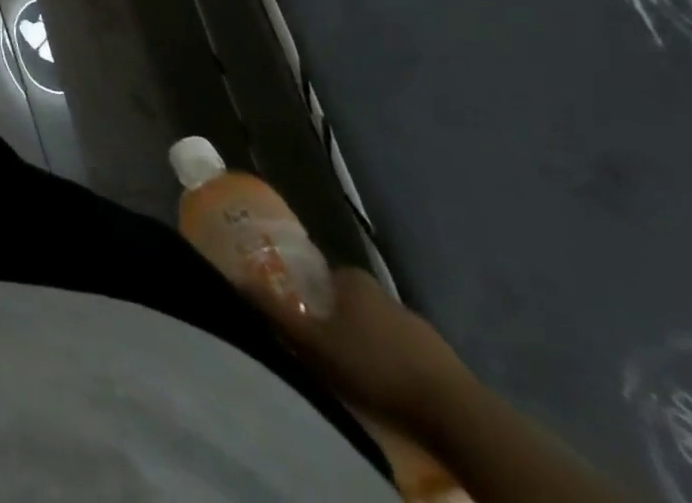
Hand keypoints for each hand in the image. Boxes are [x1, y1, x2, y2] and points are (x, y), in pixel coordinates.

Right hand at [257, 266, 473, 433]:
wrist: (458, 417)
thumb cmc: (374, 368)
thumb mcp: (313, 342)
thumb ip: (273, 310)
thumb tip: (233, 276)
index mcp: (354, 281)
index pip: (324, 274)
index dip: (310, 292)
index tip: (302, 314)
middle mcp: (387, 295)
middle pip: (353, 302)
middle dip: (339, 320)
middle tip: (323, 346)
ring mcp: (422, 328)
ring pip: (382, 329)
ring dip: (369, 345)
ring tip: (356, 373)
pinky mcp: (447, 363)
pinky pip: (409, 356)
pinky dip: (396, 366)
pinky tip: (389, 388)